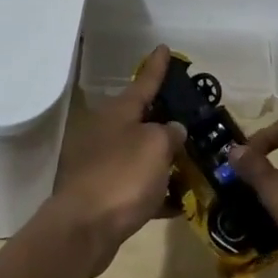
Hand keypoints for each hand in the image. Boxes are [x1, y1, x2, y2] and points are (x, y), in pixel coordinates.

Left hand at [49, 45, 184, 274]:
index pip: (144, 82)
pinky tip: (179, 202)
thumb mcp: (156, 146)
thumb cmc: (122, 177)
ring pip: (141, 154)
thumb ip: (170, 134)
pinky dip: (157, 190)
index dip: (157, 66)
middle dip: (165, 119)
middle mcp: (108, 132)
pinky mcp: (104, 194)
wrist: (83, 229)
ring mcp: (103, 163)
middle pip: (142, 119)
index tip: (164, 47)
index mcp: (118, 113)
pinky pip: (138, 186)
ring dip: (165, 159)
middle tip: (191, 118)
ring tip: (194, 163)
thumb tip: (172, 131)